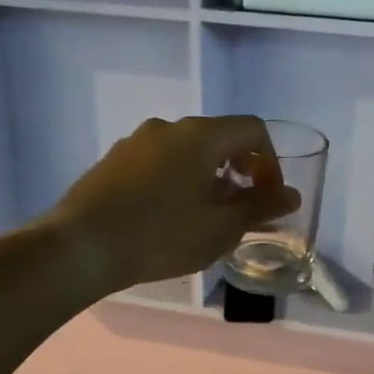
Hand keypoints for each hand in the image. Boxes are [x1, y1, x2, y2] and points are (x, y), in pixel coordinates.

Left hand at [48, 116, 299, 293]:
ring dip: (207, 178)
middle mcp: (168, 127)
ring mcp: (136, 142)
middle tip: (241, 210)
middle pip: (219, 138)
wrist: (81, 246)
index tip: (269, 197)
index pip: (252, 129)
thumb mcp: (221, 227)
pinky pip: (159, 163)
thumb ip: (261, 207)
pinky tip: (168, 218)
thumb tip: (291, 195)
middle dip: (239, 171)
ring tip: (205, 218)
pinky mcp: (113, 162)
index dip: (271, 162)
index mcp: (200, 134)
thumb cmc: (162, 235)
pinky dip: (178, 181)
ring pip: (187, 152)